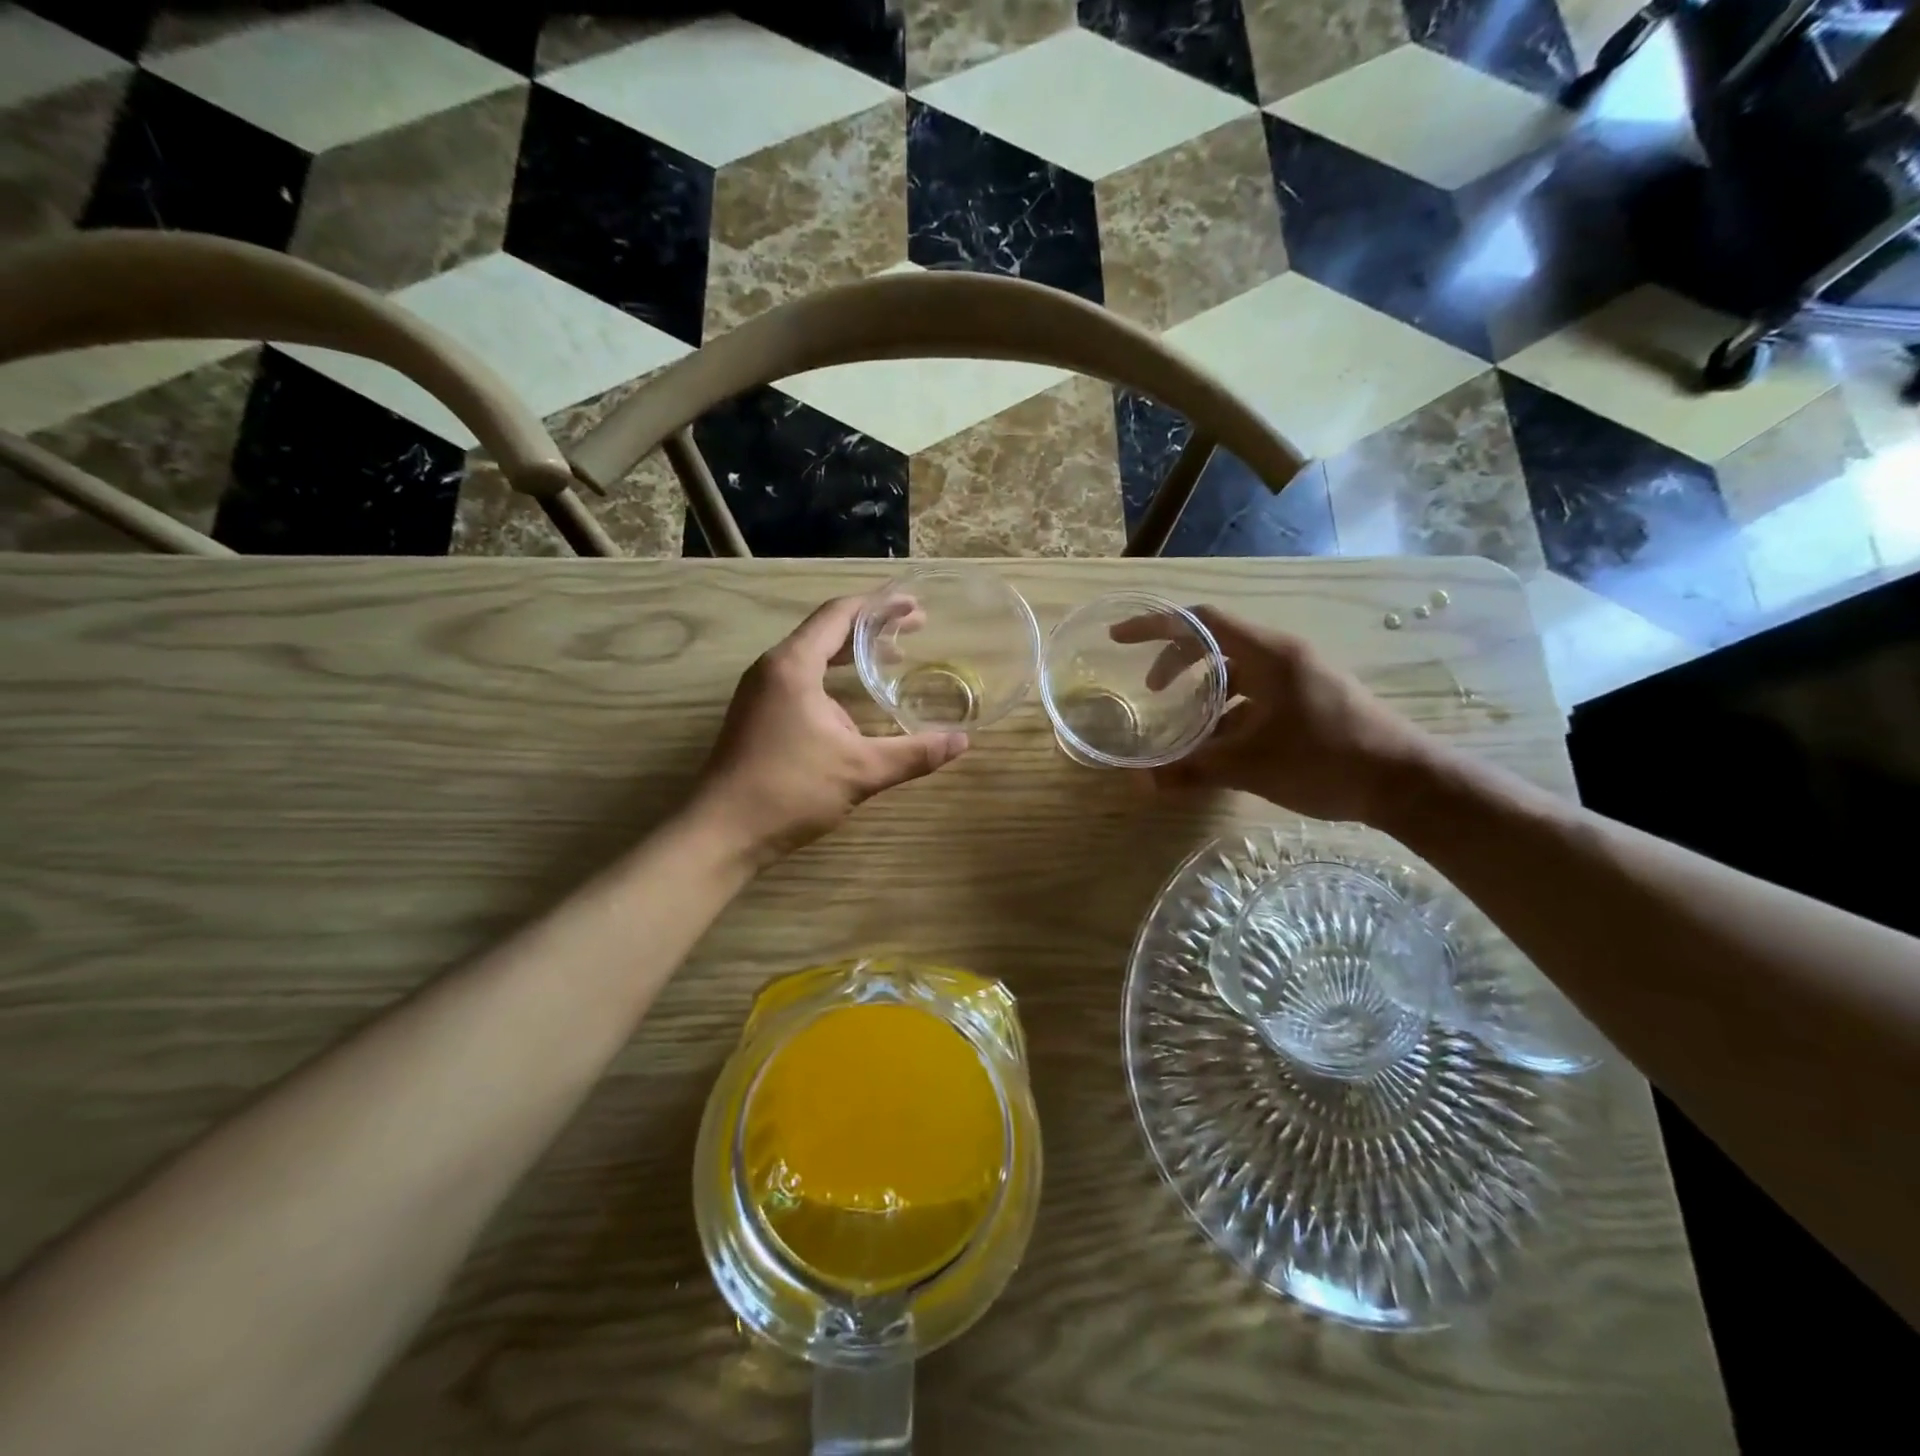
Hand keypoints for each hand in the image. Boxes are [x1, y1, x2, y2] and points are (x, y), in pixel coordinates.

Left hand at [692, 595, 968, 865]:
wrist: (722, 832)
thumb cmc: (790, 790)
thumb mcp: (861, 770)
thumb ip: (914, 753)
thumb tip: (962, 741)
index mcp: (794, 665)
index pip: (839, 615)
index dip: (880, 607)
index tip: (914, 607)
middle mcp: (773, 668)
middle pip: (827, 631)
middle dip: (871, 629)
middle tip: (914, 630)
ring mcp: (760, 693)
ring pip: (812, 657)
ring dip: (852, 655)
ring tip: (892, 660)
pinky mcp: (757, 716)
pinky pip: (801, 680)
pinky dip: (833, 678)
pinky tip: (855, 703)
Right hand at [1115, 606, 1438, 824]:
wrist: (1406, 782)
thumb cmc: (1325, 760)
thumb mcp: (1251, 766)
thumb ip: (1194, 769)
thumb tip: (1143, 783)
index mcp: (1267, 653)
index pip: (1200, 621)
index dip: (1156, 626)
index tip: (1120, 638)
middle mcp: (1283, 654)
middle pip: (1215, 642)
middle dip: (1176, 662)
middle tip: (1151, 691)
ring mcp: (1300, 675)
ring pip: (1236, 671)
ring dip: (1204, 692)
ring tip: (1184, 726)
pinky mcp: (1310, 698)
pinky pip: (1257, 691)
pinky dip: (1230, 710)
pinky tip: (1221, 745)